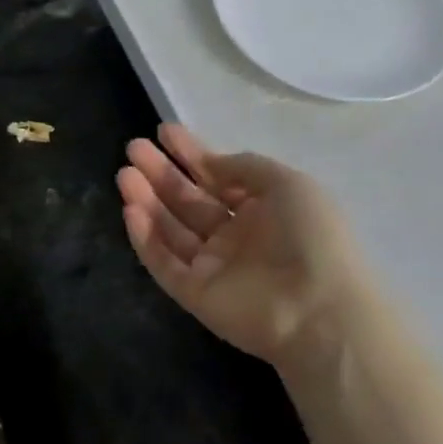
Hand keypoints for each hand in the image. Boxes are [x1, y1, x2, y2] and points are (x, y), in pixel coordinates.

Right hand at [117, 125, 363, 370]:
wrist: (318, 311)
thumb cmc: (311, 237)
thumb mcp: (287, 184)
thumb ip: (243, 167)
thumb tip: (209, 162)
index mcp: (262, 209)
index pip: (217, 177)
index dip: (191, 154)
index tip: (164, 131)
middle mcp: (234, 236)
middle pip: (188, 200)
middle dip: (161, 173)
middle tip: (134, 148)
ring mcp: (212, 266)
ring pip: (171, 229)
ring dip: (147, 200)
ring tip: (124, 174)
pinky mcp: (194, 293)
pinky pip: (164, 262)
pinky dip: (145, 238)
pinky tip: (130, 210)